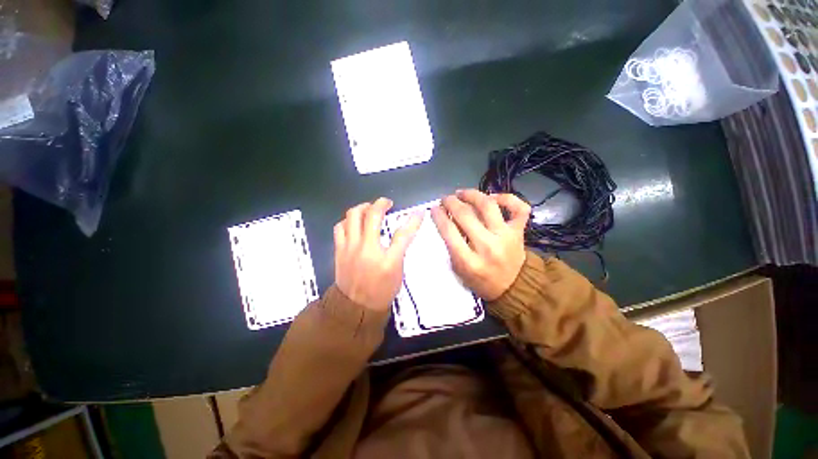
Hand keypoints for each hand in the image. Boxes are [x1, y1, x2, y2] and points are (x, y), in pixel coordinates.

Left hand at [334, 198, 422, 310]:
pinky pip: (340, 227)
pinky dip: (348, 221)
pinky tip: (354, 223)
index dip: (413, 221)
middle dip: (381, 203)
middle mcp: (367, 250)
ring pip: (353, 216)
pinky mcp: (339, 250)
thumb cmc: (381, 291)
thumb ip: (400, 250)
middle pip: (372, 215)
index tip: (419, 212)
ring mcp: (350, 248)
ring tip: (369, 210)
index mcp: (387, 260)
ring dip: (363, 208)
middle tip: (386, 204)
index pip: (403, 234)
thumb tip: (404, 232)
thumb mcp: (397, 272)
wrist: (355, 307)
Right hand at [431, 189, 530, 300]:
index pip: (449, 230)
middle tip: (445, 199)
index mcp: (469, 261)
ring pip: (488, 205)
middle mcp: (487, 246)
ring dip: (472, 195)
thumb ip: (451, 246)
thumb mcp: (458, 269)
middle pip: (465, 214)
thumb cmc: (480, 280)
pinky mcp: (519, 232)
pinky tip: (493, 197)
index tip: (434, 208)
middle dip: (451, 202)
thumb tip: (447, 220)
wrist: (513, 288)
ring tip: (462, 193)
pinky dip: (507, 198)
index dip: (438, 215)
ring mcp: (506, 236)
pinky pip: (518, 208)